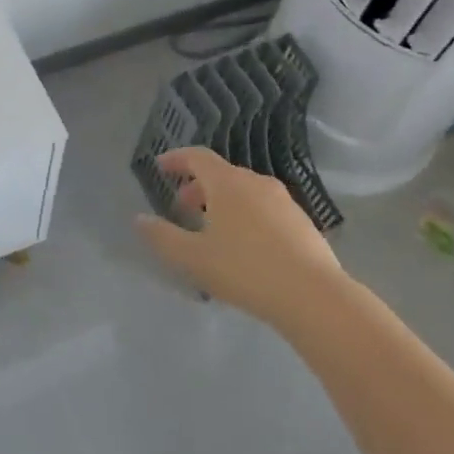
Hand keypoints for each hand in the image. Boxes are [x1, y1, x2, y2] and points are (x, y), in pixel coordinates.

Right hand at [135, 147, 342, 326]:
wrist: (314, 296)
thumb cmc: (246, 270)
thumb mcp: (194, 258)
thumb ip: (163, 237)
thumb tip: (139, 220)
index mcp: (227, 183)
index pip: (197, 157)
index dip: (176, 159)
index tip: (160, 166)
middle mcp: (256, 182)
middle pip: (221, 173)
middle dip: (198, 186)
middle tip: (183, 207)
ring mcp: (283, 201)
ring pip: (245, 191)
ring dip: (223, 202)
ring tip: (213, 229)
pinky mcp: (303, 222)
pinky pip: (264, 208)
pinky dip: (246, 215)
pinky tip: (246, 246)